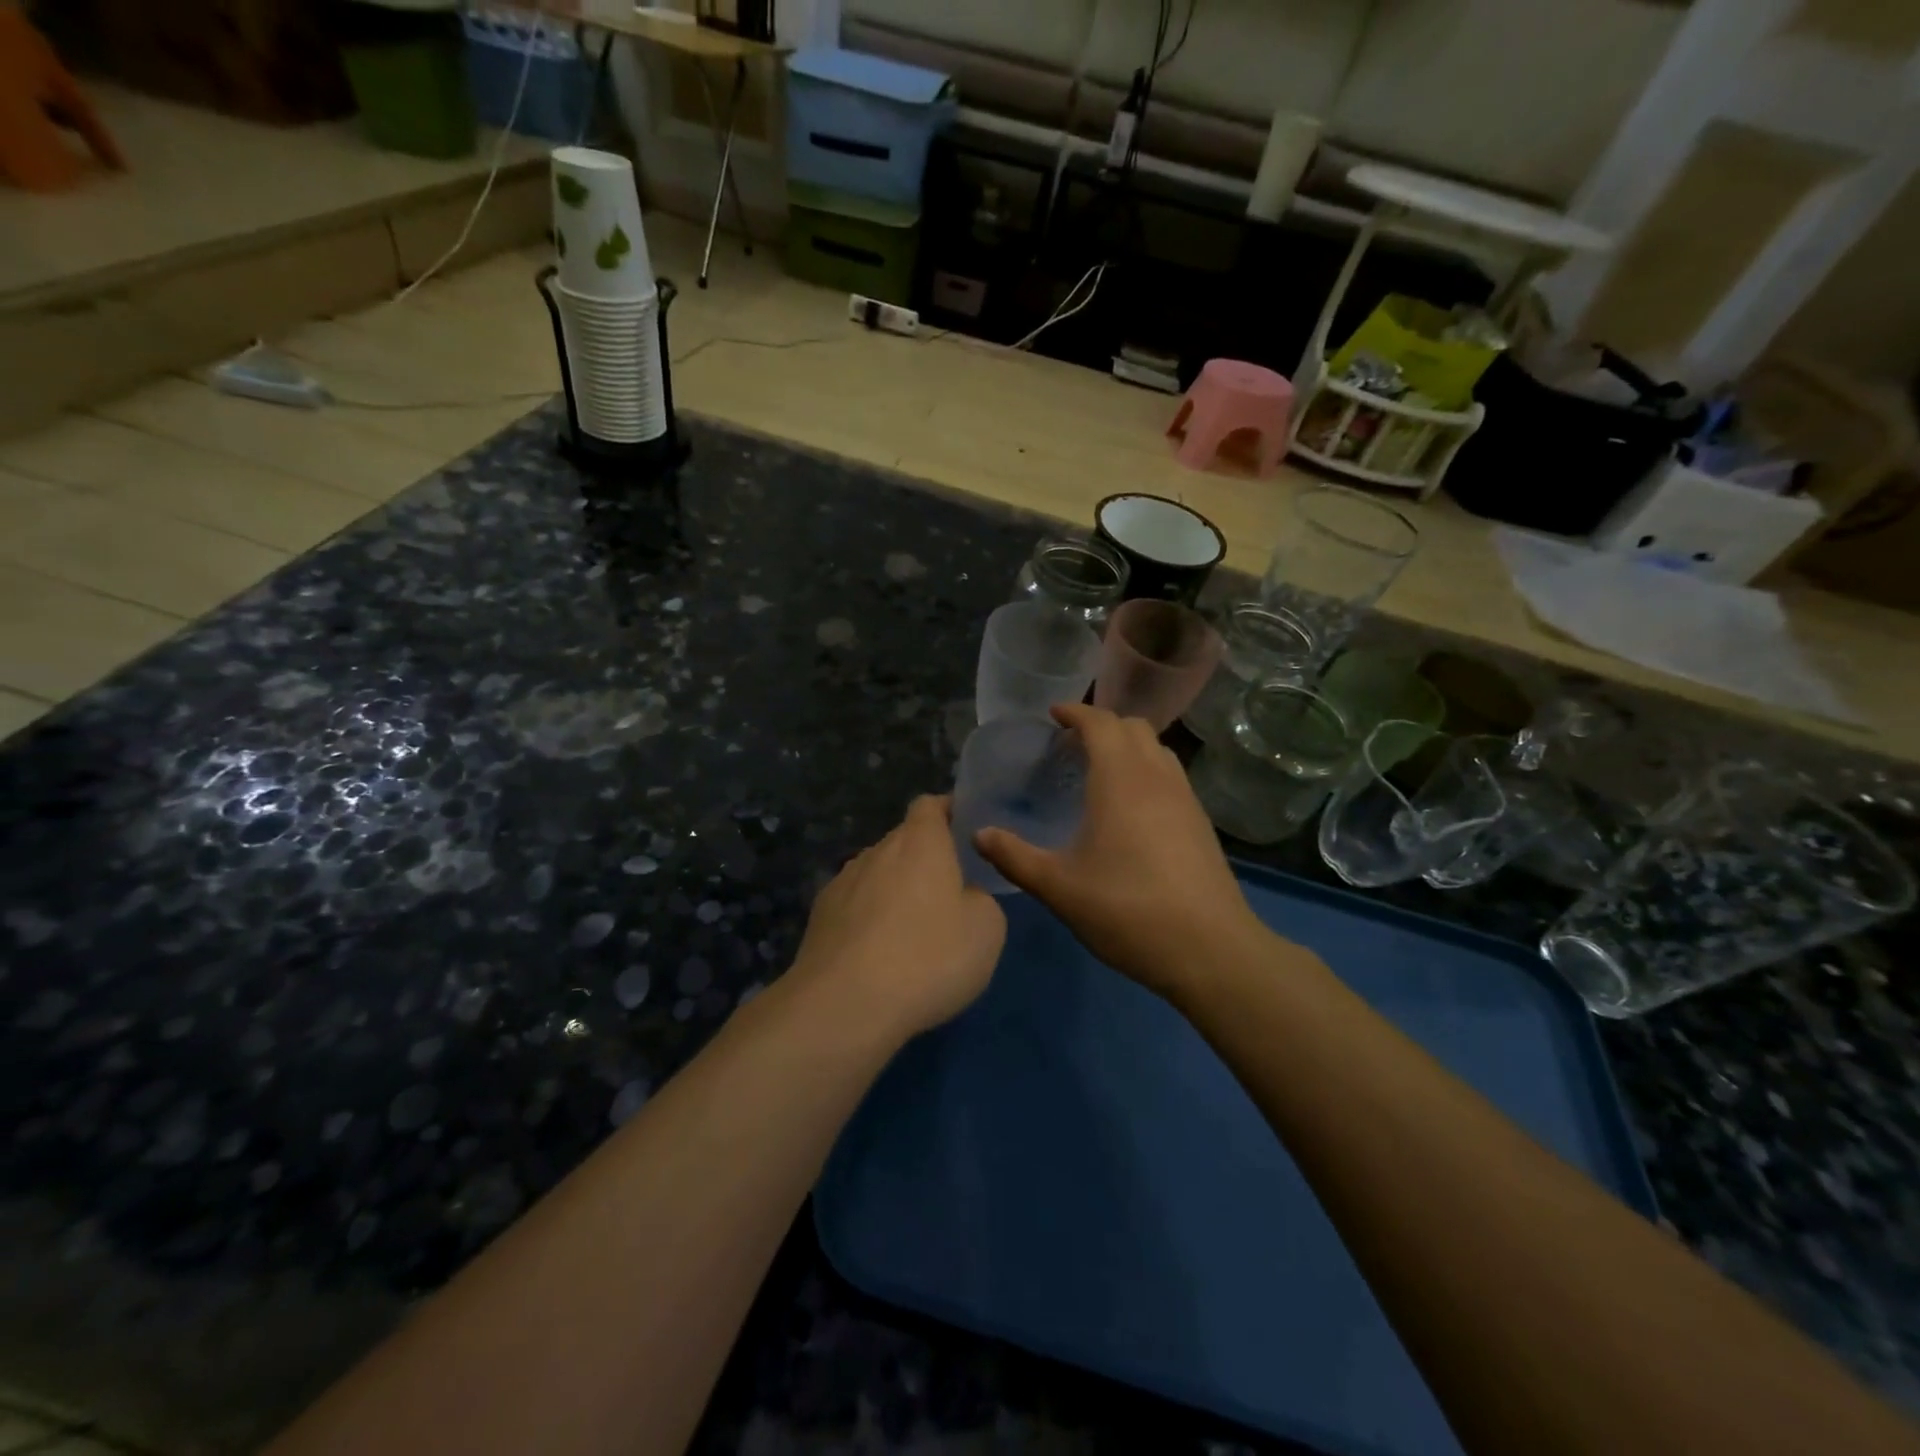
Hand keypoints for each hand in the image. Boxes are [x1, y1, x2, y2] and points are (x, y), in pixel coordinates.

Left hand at [790, 795, 1006, 1040]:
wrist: (845, 1005)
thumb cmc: (928, 957)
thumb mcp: (986, 929)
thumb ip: (980, 899)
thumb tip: (963, 897)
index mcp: (920, 841)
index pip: (930, 805)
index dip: (947, 811)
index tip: (963, 830)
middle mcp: (877, 850)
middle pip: (903, 842)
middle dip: (924, 860)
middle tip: (947, 895)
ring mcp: (842, 883)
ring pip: (877, 875)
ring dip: (894, 892)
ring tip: (911, 933)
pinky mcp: (819, 918)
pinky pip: (854, 907)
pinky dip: (869, 920)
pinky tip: (878, 956)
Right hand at [975, 704, 1268, 1001]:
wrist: (1210, 950)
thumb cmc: (1127, 910)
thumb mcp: (1059, 887)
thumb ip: (1014, 857)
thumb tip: (978, 834)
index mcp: (1121, 778)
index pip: (1100, 722)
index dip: (1075, 712)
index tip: (1053, 715)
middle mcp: (1157, 776)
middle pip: (1133, 726)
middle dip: (1101, 725)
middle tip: (1071, 746)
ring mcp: (1186, 798)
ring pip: (1157, 749)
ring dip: (1128, 746)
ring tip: (1100, 772)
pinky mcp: (1201, 823)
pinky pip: (1171, 776)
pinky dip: (1147, 771)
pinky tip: (1131, 810)